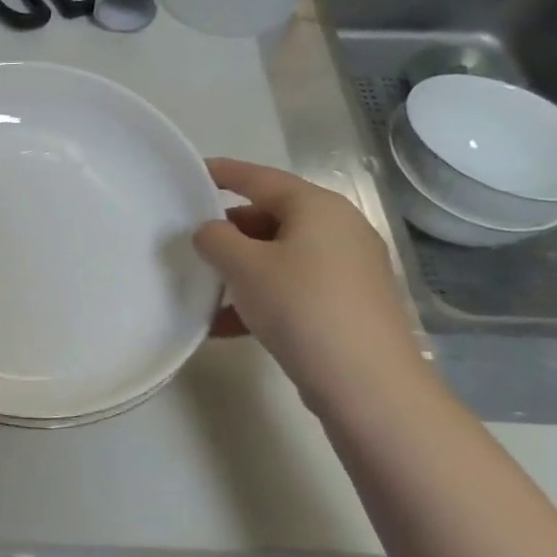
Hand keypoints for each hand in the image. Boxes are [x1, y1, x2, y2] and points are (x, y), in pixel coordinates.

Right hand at [193, 158, 426, 413]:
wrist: (367, 384)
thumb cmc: (302, 307)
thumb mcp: (244, 266)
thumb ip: (215, 239)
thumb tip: (209, 232)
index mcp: (317, 207)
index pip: (259, 178)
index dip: (222, 173)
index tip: (189, 173)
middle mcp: (338, 229)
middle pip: (270, 217)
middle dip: (228, 231)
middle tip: (191, 243)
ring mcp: (347, 269)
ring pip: (279, 256)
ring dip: (239, 269)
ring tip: (203, 288)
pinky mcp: (346, 304)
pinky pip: (292, 287)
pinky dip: (259, 297)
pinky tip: (224, 325)